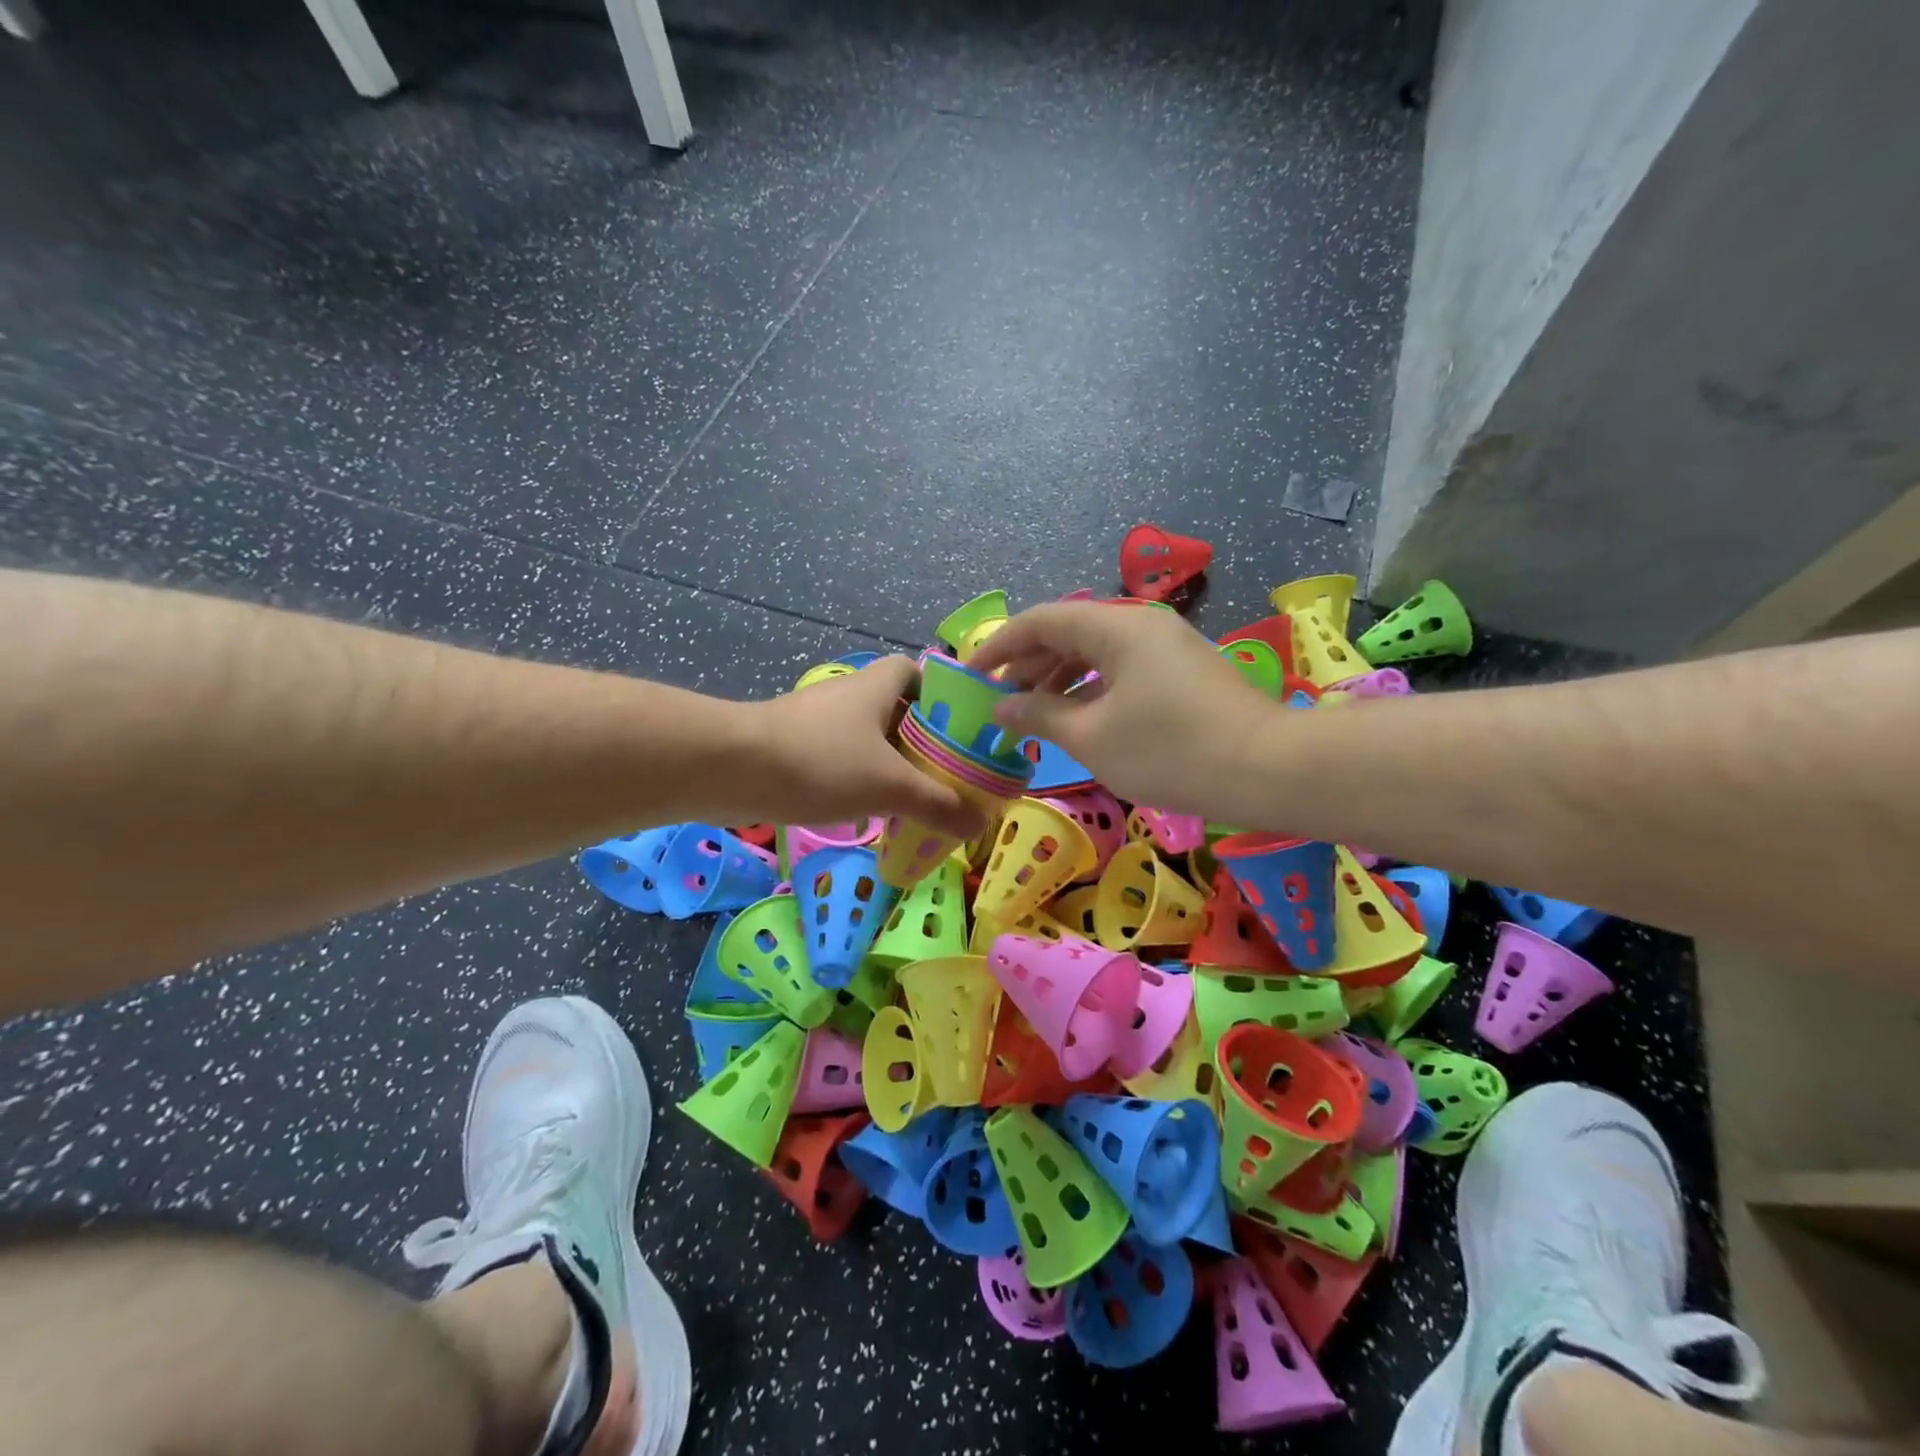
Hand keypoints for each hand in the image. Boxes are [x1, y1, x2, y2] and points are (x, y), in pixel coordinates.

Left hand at [739, 657, 982, 837]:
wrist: (731, 769)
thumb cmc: (822, 762)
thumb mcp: (890, 785)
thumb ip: (938, 804)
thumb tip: (979, 825)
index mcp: (876, 687)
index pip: (915, 672)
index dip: (939, 695)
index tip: (957, 730)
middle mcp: (847, 696)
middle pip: (895, 711)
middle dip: (919, 742)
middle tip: (944, 776)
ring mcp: (816, 721)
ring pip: (865, 739)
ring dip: (888, 765)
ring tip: (912, 800)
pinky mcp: (792, 747)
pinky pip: (838, 759)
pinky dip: (856, 780)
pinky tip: (866, 811)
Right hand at [968, 603, 1276, 819]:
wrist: (1267, 770)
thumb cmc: (1170, 752)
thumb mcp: (1092, 737)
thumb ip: (1040, 715)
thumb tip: (1003, 706)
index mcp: (1115, 627)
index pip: (1040, 621)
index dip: (999, 645)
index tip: (969, 674)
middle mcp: (1140, 624)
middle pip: (1067, 633)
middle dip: (1027, 665)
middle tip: (999, 702)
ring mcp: (1165, 646)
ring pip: (1095, 652)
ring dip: (1057, 679)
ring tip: (1031, 714)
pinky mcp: (1181, 670)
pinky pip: (1120, 668)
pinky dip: (1090, 688)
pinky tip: (1076, 718)